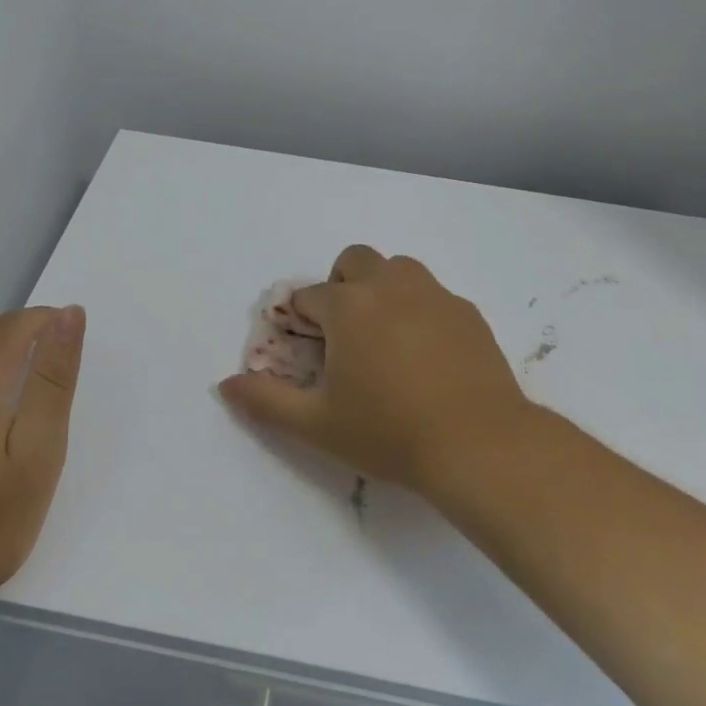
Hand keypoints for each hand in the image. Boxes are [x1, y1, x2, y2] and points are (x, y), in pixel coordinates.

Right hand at [218, 246, 527, 498]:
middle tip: (345, 336)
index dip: (301, 323)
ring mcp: (434, 294)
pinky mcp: (467, 312)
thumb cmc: (390, 433)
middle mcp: (390, 285)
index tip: (308, 352)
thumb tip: (226, 384)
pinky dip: (419, 310)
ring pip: (398, 269)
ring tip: (385, 340)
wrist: (480, 445)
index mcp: (349, 306)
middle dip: (340, 287)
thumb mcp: (317, 425)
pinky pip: (432, 295)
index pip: (309, 297)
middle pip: (354, 260)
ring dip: (381, 290)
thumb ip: (265, 400)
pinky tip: (427, 356)